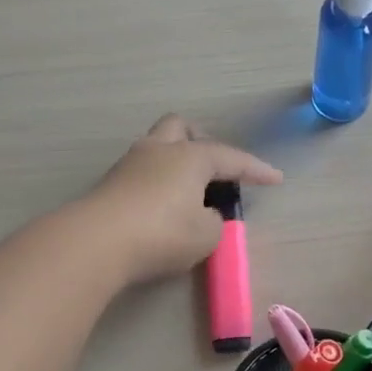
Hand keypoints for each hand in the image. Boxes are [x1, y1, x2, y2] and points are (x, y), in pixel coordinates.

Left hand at [86, 115, 282, 284]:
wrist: (96, 243)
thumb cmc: (162, 233)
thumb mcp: (205, 235)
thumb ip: (213, 221)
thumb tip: (202, 214)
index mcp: (190, 157)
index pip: (231, 158)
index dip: (256, 170)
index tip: (275, 179)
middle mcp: (159, 150)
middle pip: (182, 128)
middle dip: (202, 142)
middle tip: (214, 168)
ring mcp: (129, 164)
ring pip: (157, 147)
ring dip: (176, 163)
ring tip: (188, 192)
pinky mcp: (109, 184)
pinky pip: (142, 172)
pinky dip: (157, 183)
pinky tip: (162, 206)